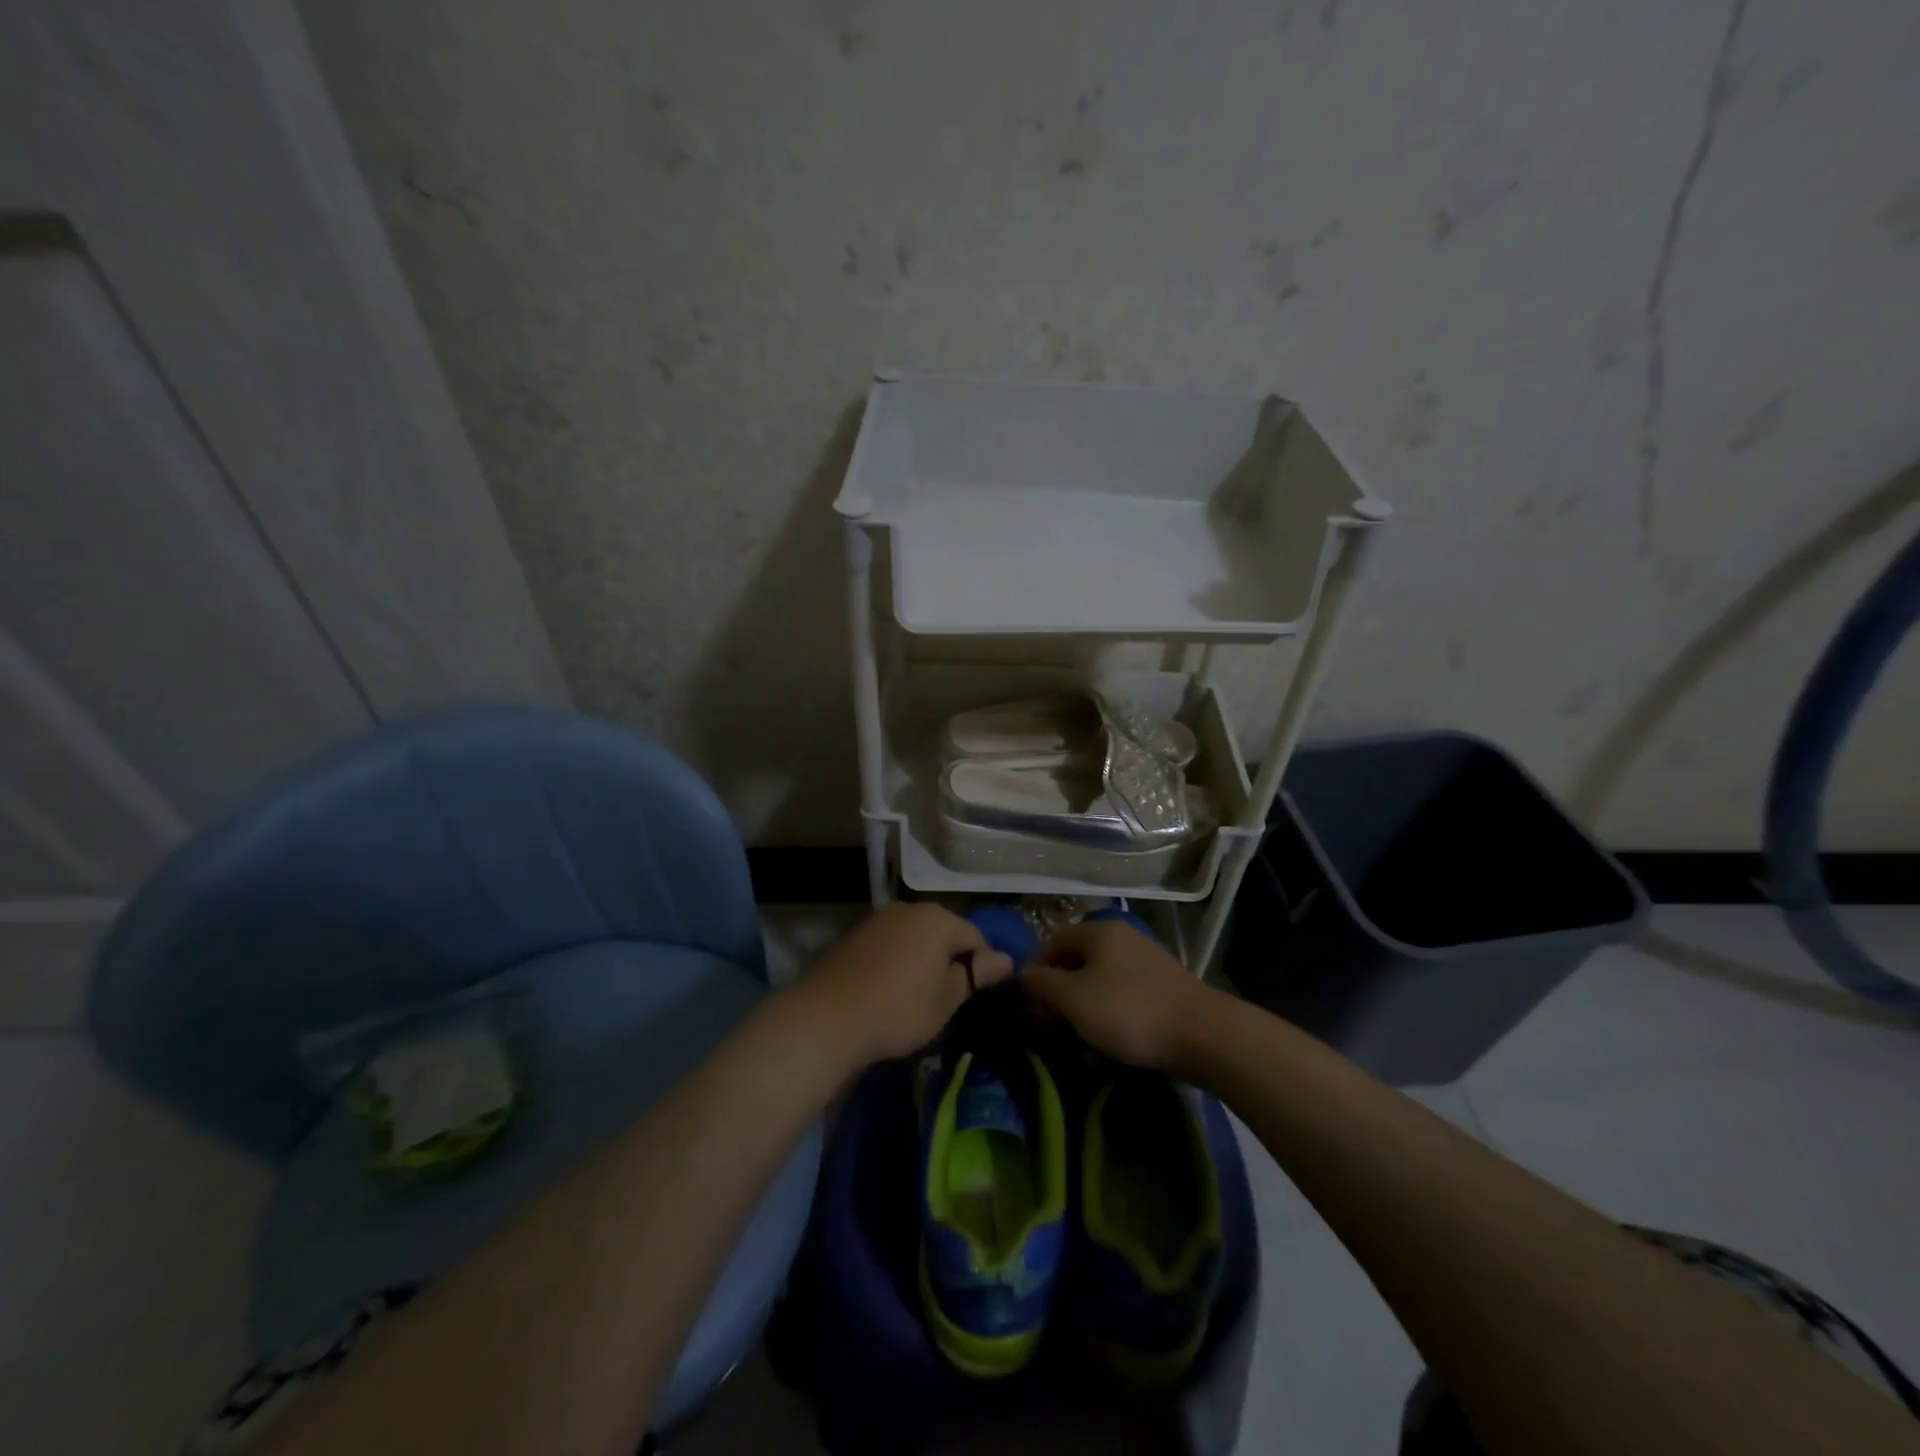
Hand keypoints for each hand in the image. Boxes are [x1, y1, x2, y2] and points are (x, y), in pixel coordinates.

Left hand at [795, 903, 1013, 1064]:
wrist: (827, 1017)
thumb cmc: (899, 1009)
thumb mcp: (946, 999)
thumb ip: (975, 975)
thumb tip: (1005, 959)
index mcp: (938, 919)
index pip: (975, 937)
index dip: (982, 966)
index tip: (976, 996)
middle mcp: (909, 908)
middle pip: (943, 932)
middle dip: (950, 959)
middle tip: (947, 999)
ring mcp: (878, 919)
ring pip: (915, 936)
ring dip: (922, 960)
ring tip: (917, 996)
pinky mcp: (854, 934)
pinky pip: (890, 944)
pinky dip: (896, 961)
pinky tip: (888, 989)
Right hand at [1022, 919, 1213, 1071]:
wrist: (1203, 1035)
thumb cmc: (1129, 1012)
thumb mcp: (1074, 998)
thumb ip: (1042, 983)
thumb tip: (1024, 974)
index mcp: (1098, 931)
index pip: (1051, 942)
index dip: (1035, 973)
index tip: (1031, 1009)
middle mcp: (1121, 936)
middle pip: (1076, 960)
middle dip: (1059, 992)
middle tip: (1052, 1027)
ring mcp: (1146, 959)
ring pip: (1100, 978)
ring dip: (1084, 1006)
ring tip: (1079, 1038)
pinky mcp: (1163, 985)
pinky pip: (1123, 992)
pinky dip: (1110, 1011)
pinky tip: (1112, 1038)